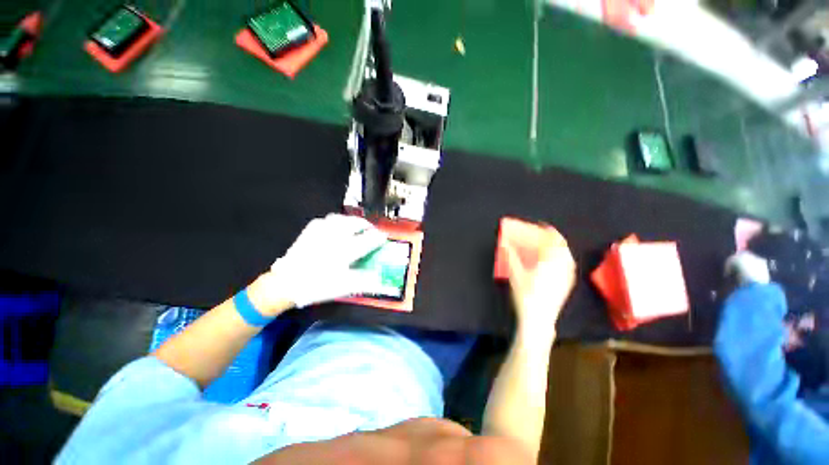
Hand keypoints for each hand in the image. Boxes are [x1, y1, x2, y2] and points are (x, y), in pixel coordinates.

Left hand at [266, 214, 387, 308]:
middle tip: (371, 231)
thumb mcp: (344, 287)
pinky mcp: (311, 230)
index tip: (384, 237)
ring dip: (353, 221)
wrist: (286, 283)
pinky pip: (327, 219)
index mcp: (346, 250)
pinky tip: (337, 226)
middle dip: (367, 225)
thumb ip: (365, 281)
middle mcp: (336, 236)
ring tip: (356, 226)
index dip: (379, 237)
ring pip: (342, 218)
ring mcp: (322, 231)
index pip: (368, 239)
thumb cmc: (317, 286)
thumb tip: (380, 277)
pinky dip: (337, 221)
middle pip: (356, 223)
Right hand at [504, 227, 575, 331]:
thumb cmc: (526, 295)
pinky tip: (556, 262)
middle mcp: (562, 267)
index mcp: (550, 261)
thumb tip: (504, 245)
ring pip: (567, 256)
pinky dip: (563, 258)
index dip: (548, 231)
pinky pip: (569, 265)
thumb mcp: (514, 274)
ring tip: (549, 246)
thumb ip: (510, 257)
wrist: (538, 318)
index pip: (553, 240)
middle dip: (554, 238)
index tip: (541, 226)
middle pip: (562, 246)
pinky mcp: (567, 284)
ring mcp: (566, 276)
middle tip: (544, 235)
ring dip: (559, 248)